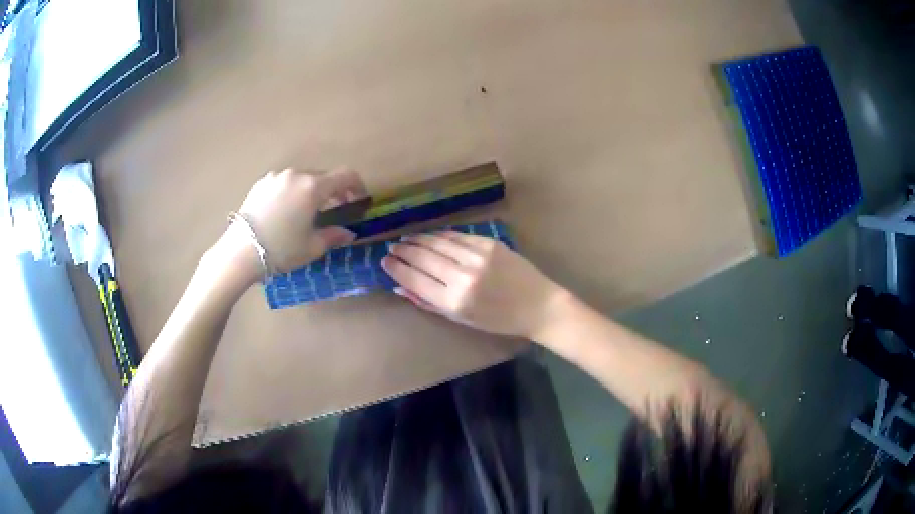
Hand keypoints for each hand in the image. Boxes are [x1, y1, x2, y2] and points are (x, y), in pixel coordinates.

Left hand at [231, 167, 365, 277]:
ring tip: (305, 212)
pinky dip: (291, 192)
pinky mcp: (260, 183)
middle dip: (332, 191)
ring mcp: (276, 176)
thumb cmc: (281, 250)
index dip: (357, 186)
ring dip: (310, 191)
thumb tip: (348, 233)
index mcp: (313, 186)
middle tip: (333, 211)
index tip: (359, 200)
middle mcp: (296, 174)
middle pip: (323, 176)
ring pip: (302, 178)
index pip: (345, 175)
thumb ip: (334, 235)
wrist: (240, 252)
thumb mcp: (312, 247)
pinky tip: (284, 212)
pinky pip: (284, 182)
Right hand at [381, 231, 563, 338]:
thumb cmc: (499, 320)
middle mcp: (462, 277)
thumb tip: (400, 288)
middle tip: (392, 247)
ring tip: (406, 239)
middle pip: (423, 257)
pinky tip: (431, 235)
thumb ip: (429, 303)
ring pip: (438, 242)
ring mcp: (476, 257)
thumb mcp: (462, 320)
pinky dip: (440, 235)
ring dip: (418, 239)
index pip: (415, 280)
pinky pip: (457, 236)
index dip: (397, 269)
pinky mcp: (489, 244)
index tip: (385, 262)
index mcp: (454, 302)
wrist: (538, 306)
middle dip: (404, 251)